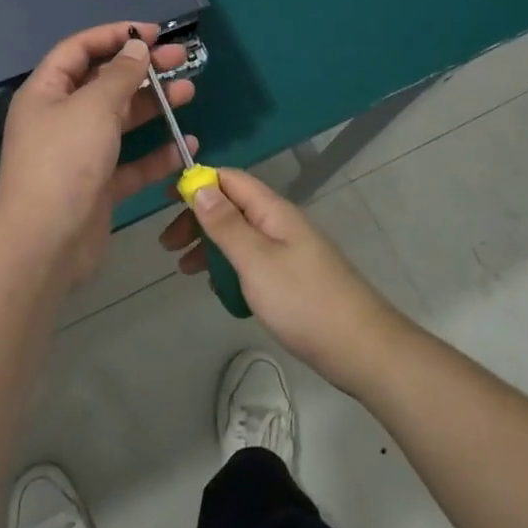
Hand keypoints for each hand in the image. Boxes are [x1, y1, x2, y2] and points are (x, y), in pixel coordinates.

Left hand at [0, 22, 198, 284]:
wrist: (43, 244)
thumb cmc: (64, 162)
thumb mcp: (93, 107)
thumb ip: (119, 75)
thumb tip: (136, 47)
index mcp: (46, 92)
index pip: (80, 49)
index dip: (115, 35)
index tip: (154, 34)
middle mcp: (61, 118)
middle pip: (104, 82)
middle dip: (142, 69)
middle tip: (181, 60)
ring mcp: (79, 154)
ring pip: (120, 120)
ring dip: (154, 106)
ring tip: (189, 93)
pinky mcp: (97, 186)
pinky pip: (130, 162)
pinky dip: (155, 154)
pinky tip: (185, 146)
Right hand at [160, 168, 411, 395]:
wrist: (362, 349)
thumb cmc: (303, 301)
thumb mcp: (256, 260)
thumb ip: (226, 224)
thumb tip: (200, 185)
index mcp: (273, 210)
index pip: (230, 179)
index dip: (198, 182)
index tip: (166, 200)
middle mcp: (280, 223)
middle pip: (232, 206)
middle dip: (198, 218)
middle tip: (168, 245)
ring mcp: (288, 251)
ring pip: (240, 235)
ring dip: (210, 245)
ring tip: (183, 269)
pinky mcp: (292, 277)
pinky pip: (252, 260)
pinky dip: (230, 267)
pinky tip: (218, 288)